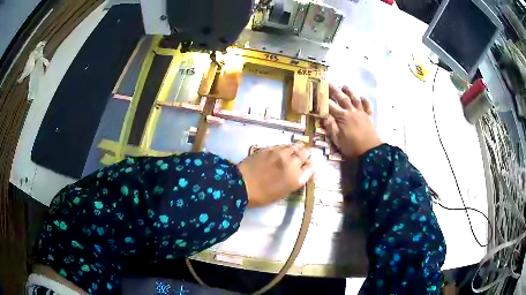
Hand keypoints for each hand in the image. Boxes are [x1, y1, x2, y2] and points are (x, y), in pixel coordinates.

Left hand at [238, 145, 314, 207]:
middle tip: (305, 155)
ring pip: (294, 147)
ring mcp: (281, 154)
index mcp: (296, 179)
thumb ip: (294, 181)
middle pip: (305, 154)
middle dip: (306, 154)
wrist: (242, 186)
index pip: (311, 167)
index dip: (311, 165)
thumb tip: (298, 173)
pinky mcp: (270, 149)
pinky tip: (284, 150)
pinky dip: (286, 148)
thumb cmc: (263, 196)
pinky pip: (283, 146)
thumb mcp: (283, 192)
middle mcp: (292, 164)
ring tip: (296, 149)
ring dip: (297, 149)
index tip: (309, 165)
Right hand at [323, 84, 381, 157]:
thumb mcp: (337, 139)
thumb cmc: (352, 147)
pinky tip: (362, 96)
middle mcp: (352, 112)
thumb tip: (324, 115)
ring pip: (355, 99)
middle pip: (342, 98)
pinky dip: (365, 100)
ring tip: (344, 86)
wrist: (370, 152)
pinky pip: (367, 106)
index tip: (318, 92)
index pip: (331, 106)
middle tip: (329, 82)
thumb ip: (331, 126)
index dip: (324, 99)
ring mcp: (362, 114)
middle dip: (334, 90)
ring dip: (350, 92)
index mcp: (343, 117)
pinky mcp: (369, 118)